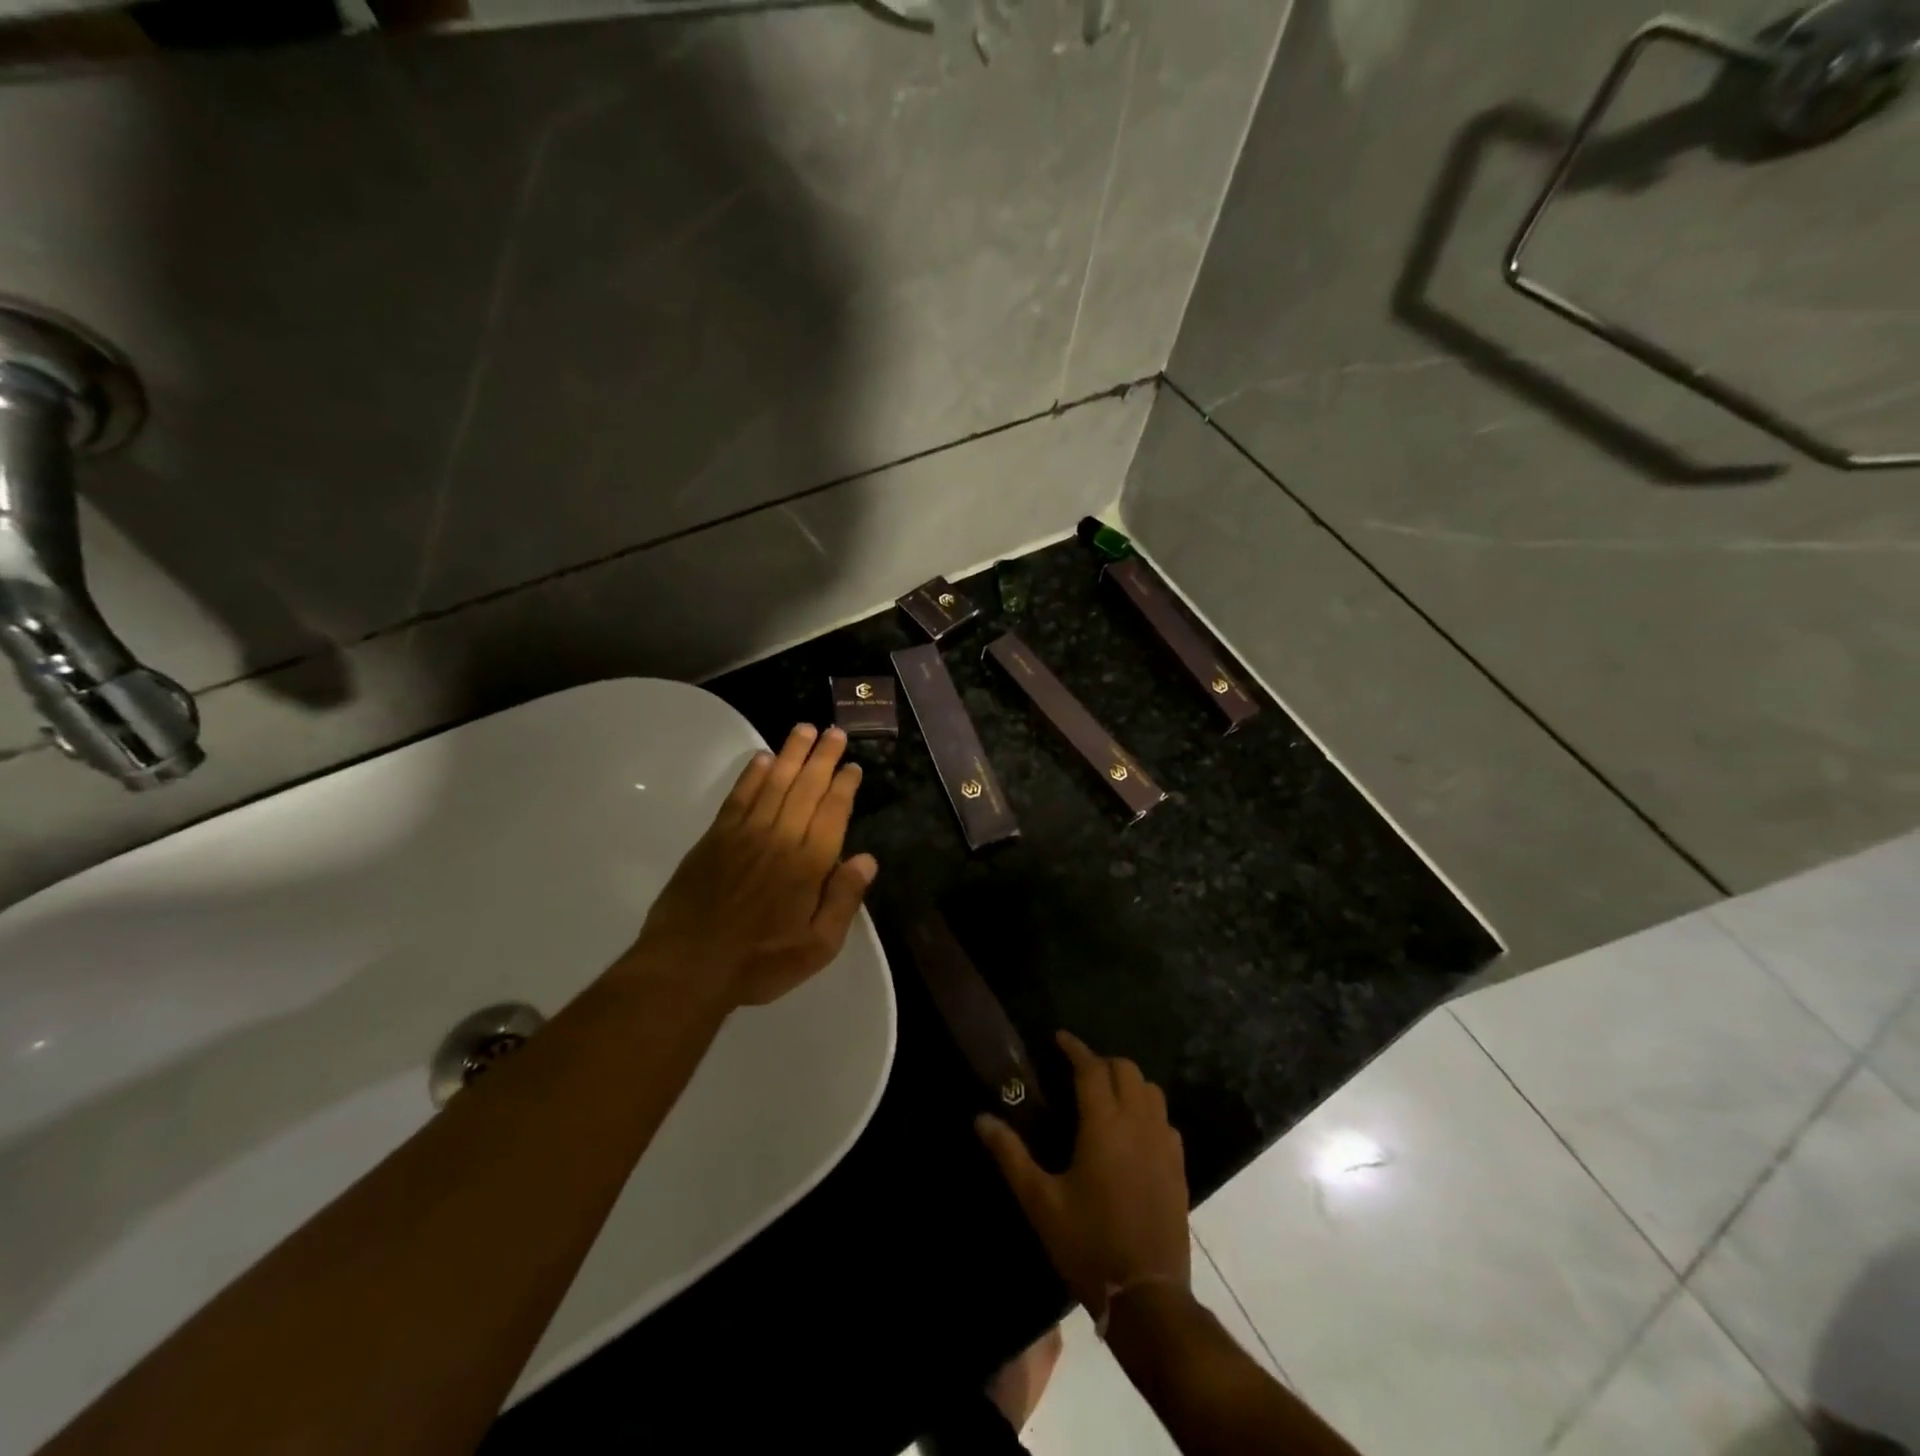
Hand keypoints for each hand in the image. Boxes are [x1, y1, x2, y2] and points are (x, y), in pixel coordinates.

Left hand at [627, 723, 877, 1009]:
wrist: (689, 966)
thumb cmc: (760, 962)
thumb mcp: (818, 947)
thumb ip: (844, 900)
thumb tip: (867, 859)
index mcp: (809, 864)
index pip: (833, 812)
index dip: (844, 786)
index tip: (852, 766)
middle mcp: (781, 838)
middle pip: (807, 788)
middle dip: (822, 758)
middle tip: (833, 731)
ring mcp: (745, 834)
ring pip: (775, 784)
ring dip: (792, 755)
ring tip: (805, 730)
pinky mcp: (715, 838)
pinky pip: (738, 797)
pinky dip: (752, 775)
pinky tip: (763, 758)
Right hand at [976, 1031, 1190, 1317]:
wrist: (1147, 1297)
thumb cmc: (1088, 1244)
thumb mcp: (1040, 1202)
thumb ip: (1010, 1155)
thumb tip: (981, 1119)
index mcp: (1104, 1124)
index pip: (1092, 1068)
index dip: (1075, 1048)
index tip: (1059, 1038)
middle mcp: (1138, 1123)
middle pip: (1125, 1070)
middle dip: (1101, 1062)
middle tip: (1077, 1071)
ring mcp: (1164, 1144)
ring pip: (1150, 1090)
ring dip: (1128, 1081)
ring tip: (1104, 1094)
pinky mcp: (1179, 1167)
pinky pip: (1165, 1119)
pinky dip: (1147, 1109)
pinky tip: (1132, 1129)